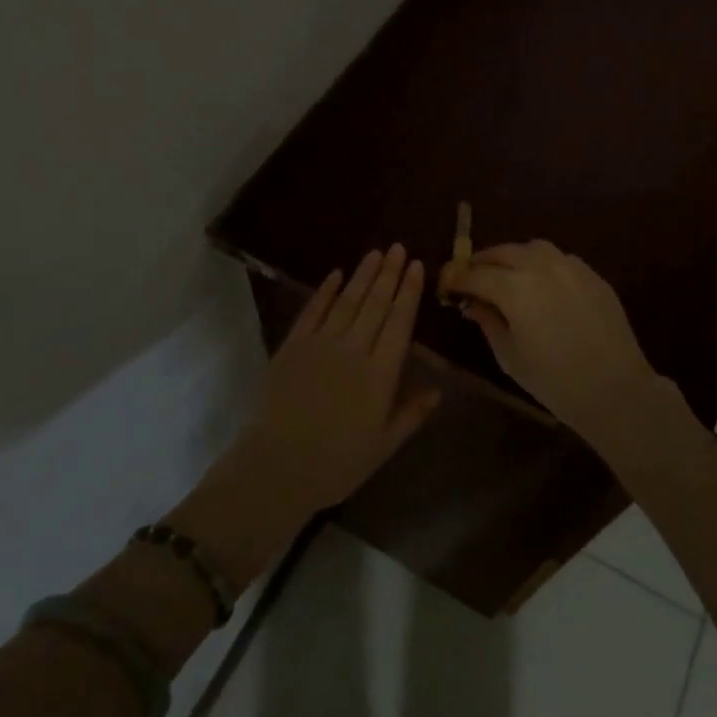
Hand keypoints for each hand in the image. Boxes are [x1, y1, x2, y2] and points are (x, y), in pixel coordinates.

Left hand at [231, 245, 438, 512]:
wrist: (277, 467)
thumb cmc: (336, 463)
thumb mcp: (383, 446)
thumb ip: (411, 415)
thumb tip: (438, 390)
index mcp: (380, 375)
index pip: (400, 323)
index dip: (409, 292)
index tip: (417, 266)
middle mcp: (353, 351)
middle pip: (375, 304)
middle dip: (389, 274)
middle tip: (398, 248)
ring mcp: (320, 345)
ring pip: (347, 301)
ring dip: (362, 275)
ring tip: (376, 253)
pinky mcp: (292, 347)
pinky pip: (312, 312)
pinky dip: (324, 291)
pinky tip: (336, 274)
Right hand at [447, 241, 670, 443]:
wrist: (616, 389)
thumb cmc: (554, 380)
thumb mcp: (510, 355)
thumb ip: (488, 322)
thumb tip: (473, 303)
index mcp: (515, 288)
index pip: (475, 274)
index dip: (456, 277)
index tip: (445, 283)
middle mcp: (541, 267)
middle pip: (503, 252)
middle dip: (482, 262)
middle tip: (470, 277)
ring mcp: (571, 267)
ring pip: (533, 248)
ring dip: (513, 257)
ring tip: (506, 276)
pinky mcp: (592, 275)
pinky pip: (559, 259)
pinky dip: (541, 264)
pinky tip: (540, 284)